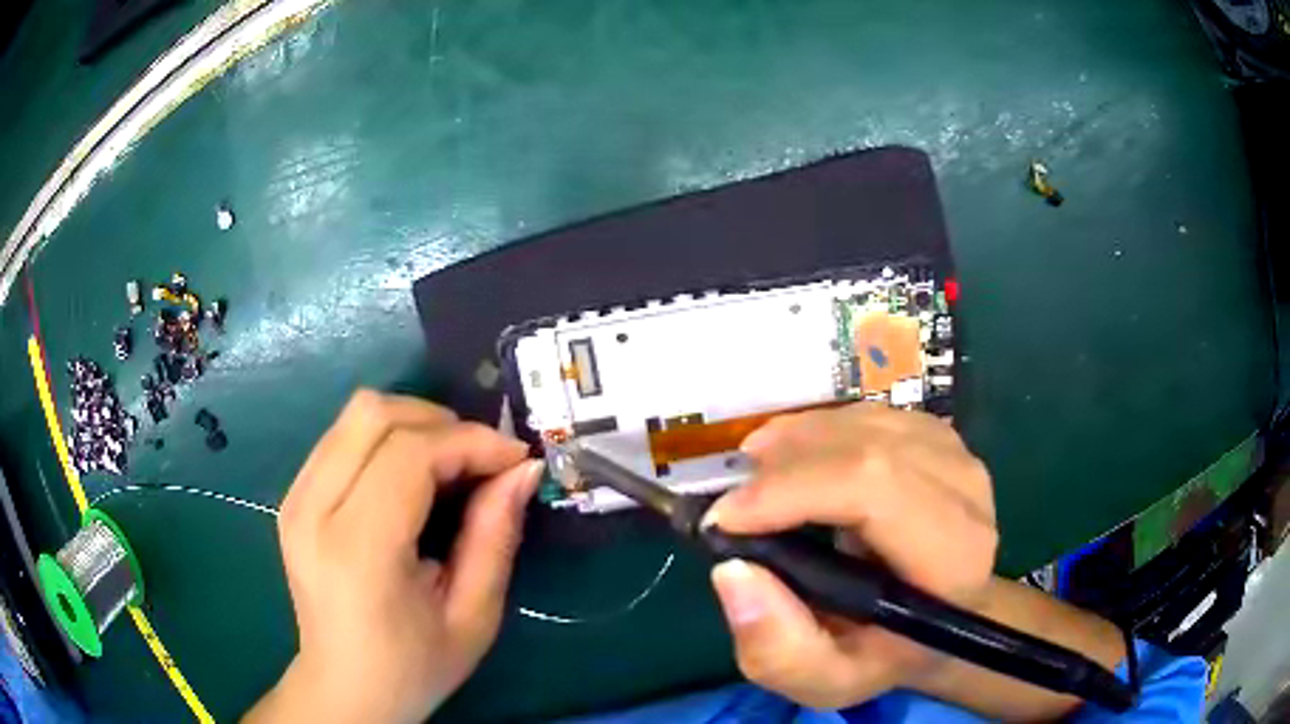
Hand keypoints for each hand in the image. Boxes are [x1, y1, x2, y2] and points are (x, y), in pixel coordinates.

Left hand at [245, 390, 542, 723]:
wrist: (345, 686)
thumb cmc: (415, 666)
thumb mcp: (474, 616)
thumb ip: (496, 537)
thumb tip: (523, 469)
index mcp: (357, 551)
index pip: (409, 455)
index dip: (470, 442)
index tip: (515, 459)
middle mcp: (312, 510)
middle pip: (374, 414)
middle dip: (441, 423)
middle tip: (482, 462)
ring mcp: (294, 497)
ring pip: (356, 414)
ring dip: (414, 425)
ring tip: (451, 467)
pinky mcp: (292, 495)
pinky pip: (342, 436)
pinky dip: (387, 439)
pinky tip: (411, 477)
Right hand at [703, 403, 996, 708]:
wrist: (938, 617)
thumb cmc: (883, 654)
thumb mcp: (826, 682)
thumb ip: (779, 650)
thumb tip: (732, 571)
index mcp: (952, 558)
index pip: (875, 489)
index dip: (792, 490)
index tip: (726, 518)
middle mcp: (965, 493)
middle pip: (866, 445)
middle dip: (784, 463)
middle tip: (734, 497)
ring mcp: (956, 455)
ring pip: (863, 422)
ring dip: (797, 441)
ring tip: (757, 476)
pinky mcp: (939, 436)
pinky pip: (867, 415)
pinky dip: (818, 430)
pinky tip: (797, 460)